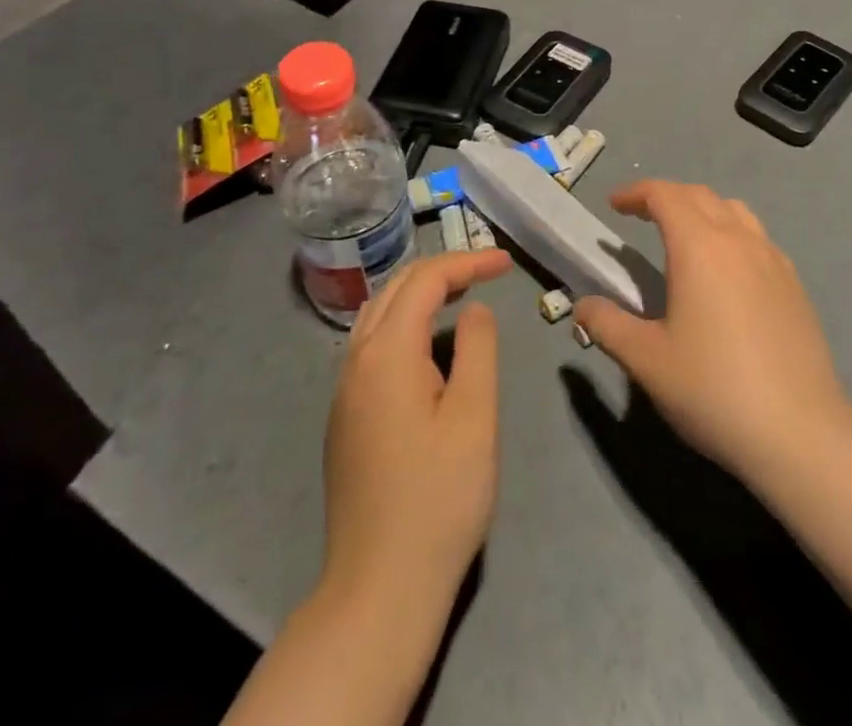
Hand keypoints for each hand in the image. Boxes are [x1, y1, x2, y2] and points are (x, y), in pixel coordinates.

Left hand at [322, 248, 512, 613]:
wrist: (379, 589)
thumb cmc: (438, 499)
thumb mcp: (475, 417)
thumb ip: (477, 348)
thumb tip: (474, 309)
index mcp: (387, 353)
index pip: (426, 280)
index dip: (467, 262)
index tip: (507, 263)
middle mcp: (356, 361)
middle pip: (396, 288)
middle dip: (443, 269)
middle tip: (488, 271)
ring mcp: (344, 392)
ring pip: (378, 314)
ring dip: (419, 292)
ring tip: (461, 294)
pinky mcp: (345, 418)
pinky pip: (372, 344)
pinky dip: (404, 322)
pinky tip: (428, 343)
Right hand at [574, 181, 848, 482]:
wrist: (798, 431)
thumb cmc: (713, 389)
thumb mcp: (646, 360)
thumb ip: (608, 325)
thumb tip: (582, 306)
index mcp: (699, 246)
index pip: (664, 195)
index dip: (635, 193)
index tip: (613, 205)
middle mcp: (738, 240)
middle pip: (698, 195)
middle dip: (665, 197)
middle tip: (640, 216)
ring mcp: (772, 259)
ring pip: (733, 211)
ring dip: (702, 209)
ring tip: (683, 235)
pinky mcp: (794, 283)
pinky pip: (757, 237)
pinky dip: (731, 233)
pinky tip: (726, 271)